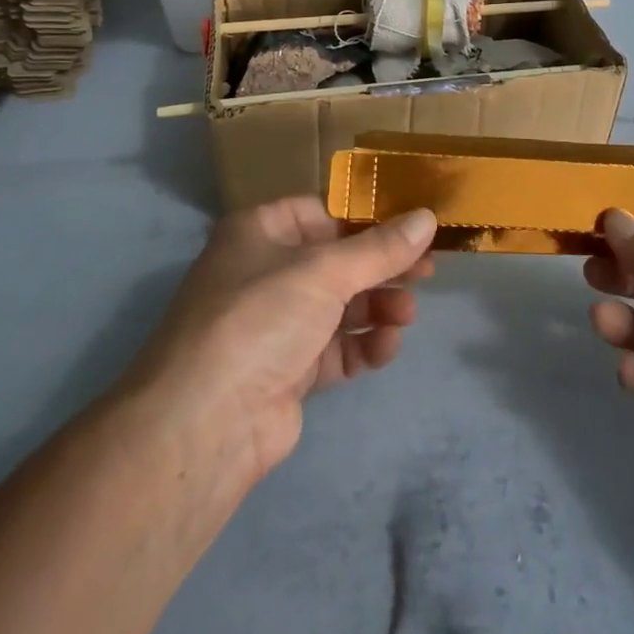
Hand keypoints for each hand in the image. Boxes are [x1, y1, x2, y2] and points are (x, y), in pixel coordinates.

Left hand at [127, 197, 436, 485]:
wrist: (206, 422)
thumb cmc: (260, 317)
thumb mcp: (324, 271)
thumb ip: (380, 248)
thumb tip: (427, 217)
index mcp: (260, 231)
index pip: (322, 211)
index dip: (367, 216)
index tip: (414, 225)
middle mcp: (265, 272)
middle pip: (337, 260)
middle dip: (381, 266)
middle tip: (426, 271)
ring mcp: (276, 324)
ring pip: (340, 305)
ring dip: (377, 306)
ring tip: (406, 314)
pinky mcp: (288, 370)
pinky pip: (336, 347)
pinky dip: (363, 344)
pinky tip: (386, 346)